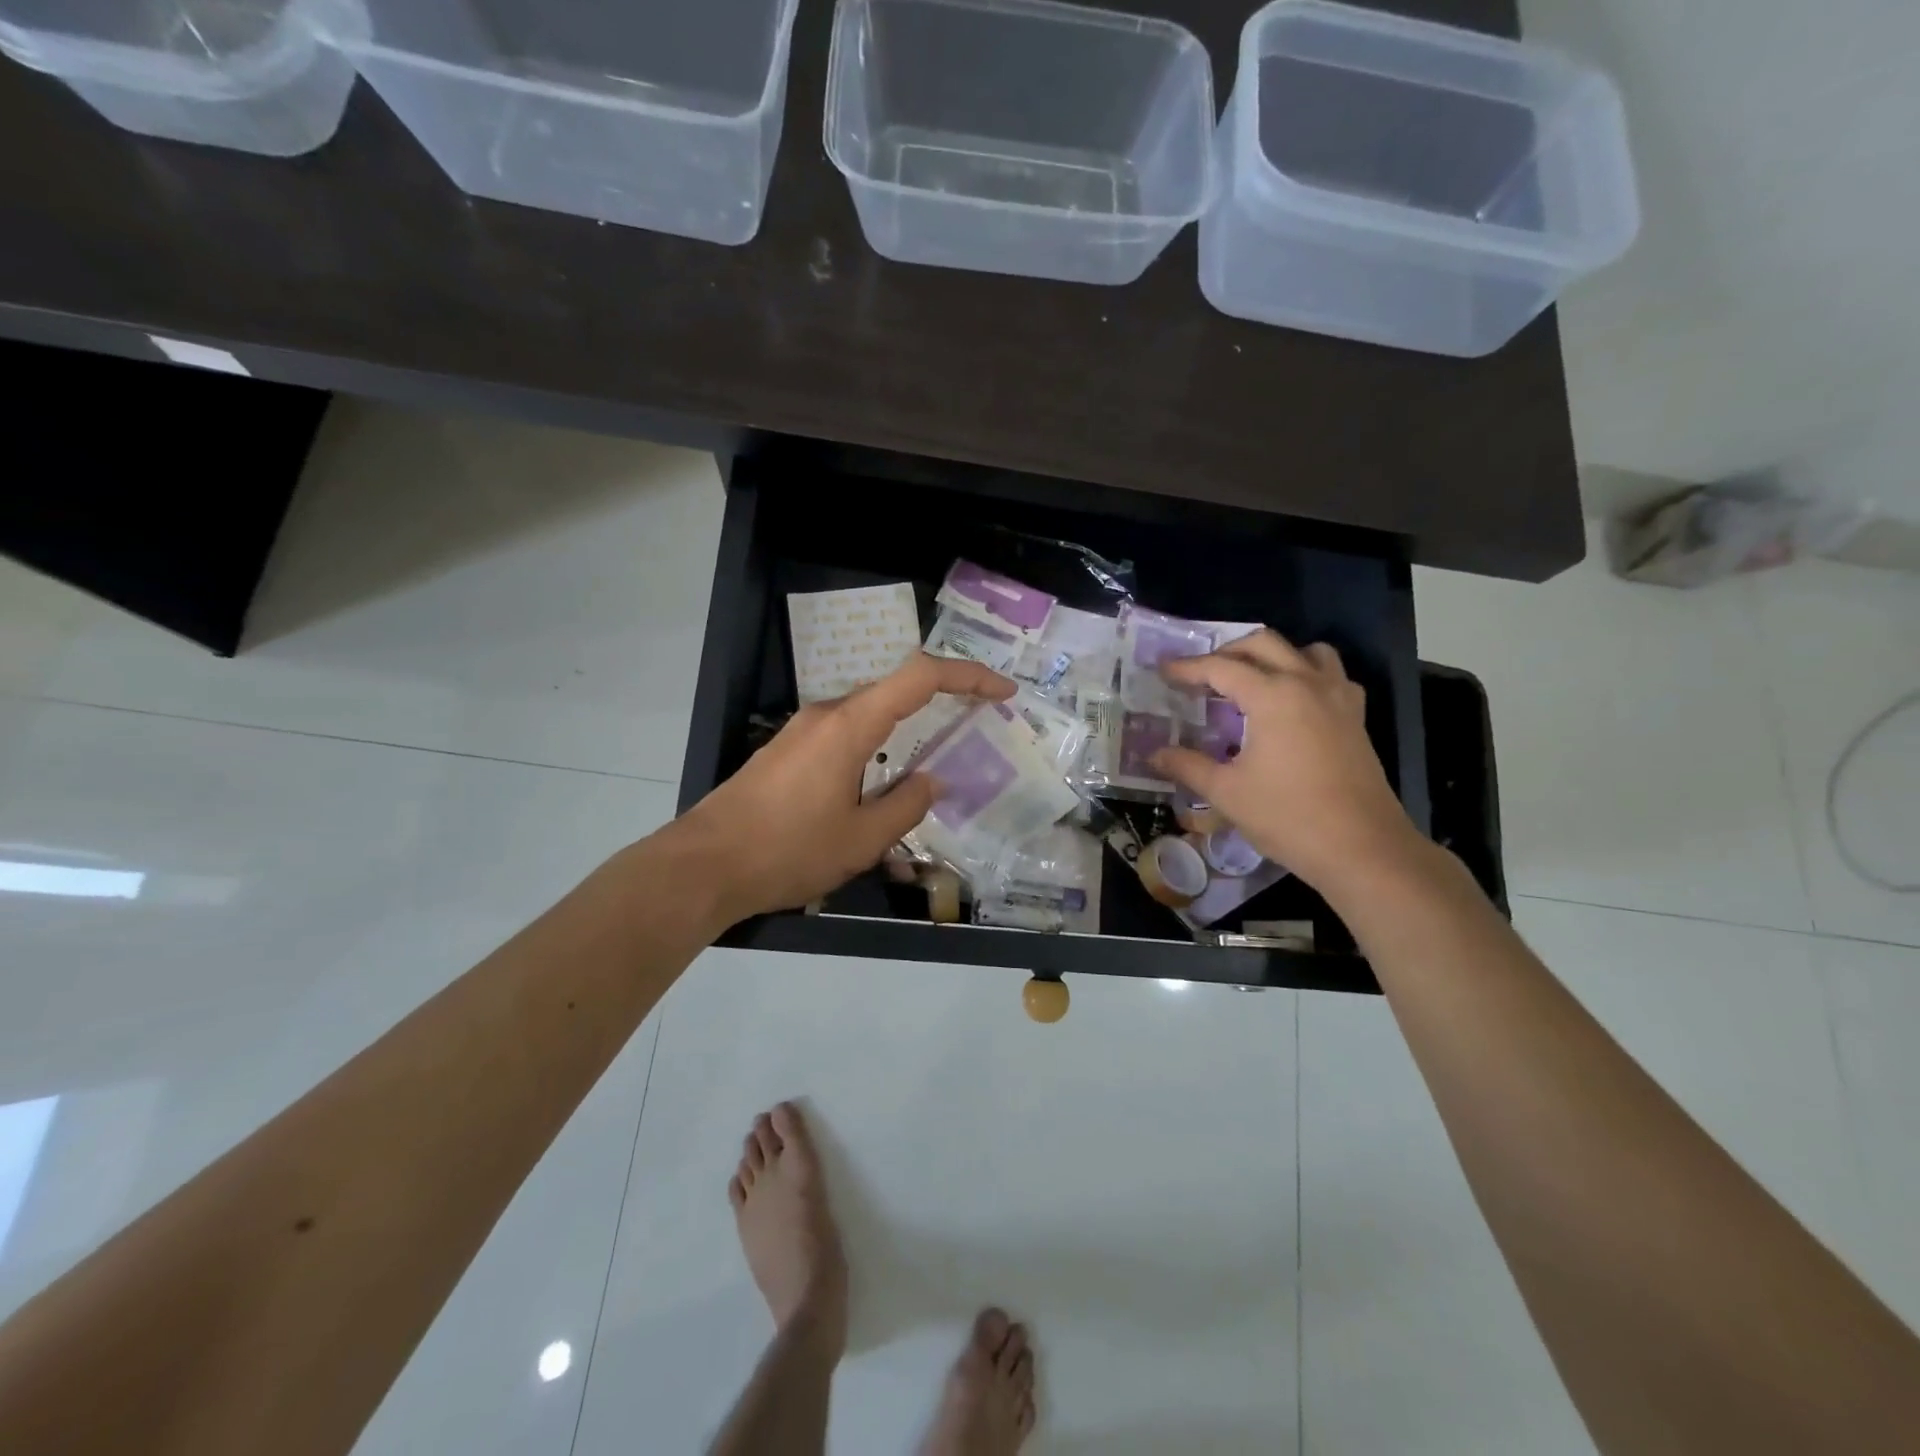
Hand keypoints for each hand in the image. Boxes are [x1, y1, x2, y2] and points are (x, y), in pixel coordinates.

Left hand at [673, 653, 1014, 925]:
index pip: (920, 678)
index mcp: (850, 725)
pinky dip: (878, 744)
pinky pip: (845, 734)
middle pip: (895, 690)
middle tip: (978, 724)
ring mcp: (801, 731)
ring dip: (907, 726)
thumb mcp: (861, 839)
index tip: (1003, 692)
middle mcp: (826, 715)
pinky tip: (882, 780)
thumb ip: (907, 804)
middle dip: (942, 699)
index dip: (968, 676)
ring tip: (935, 757)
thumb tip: (933, 780)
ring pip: (869, 715)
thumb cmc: (787, 852)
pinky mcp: (786, 751)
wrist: (703, 866)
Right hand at [1149, 630, 1422, 901]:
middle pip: (1262, 644)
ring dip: (1272, 656)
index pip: (1221, 667)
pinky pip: (1330, 675)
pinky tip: (1291, 704)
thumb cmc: (1288, 817)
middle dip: (1227, 652)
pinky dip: (1305, 675)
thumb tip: (1153, 754)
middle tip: (1201, 675)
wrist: (1362, 849)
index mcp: (1273, 695)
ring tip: (1249, 681)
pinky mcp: (1355, 717)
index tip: (1162, 672)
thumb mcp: (1227, 792)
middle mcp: (1307, 683)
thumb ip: (1187, 766)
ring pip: (1304, 651)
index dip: (1187, 668)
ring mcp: (1338, 697)